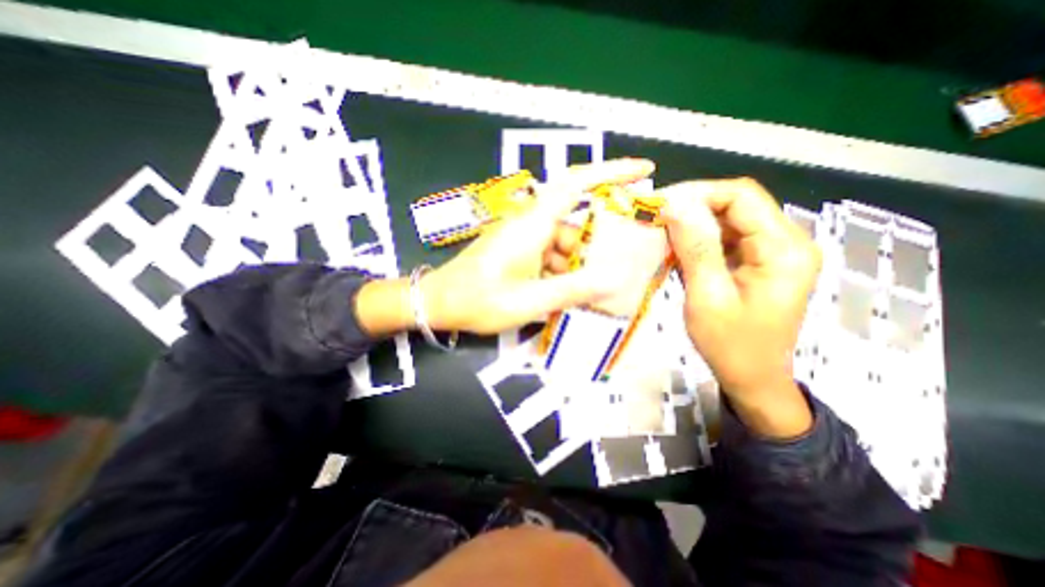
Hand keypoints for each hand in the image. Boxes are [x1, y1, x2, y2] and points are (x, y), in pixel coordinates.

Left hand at [420, 159, 649, 333]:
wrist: (439, 303)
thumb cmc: (479, 300)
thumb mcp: (530, 300)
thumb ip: (572, 289)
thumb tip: (614, 280)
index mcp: (533, 224)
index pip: (576, 185)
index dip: (611, 172)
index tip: (643, 171)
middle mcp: (530, 224)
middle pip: (574, 226)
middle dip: (593, 250)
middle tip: (611, 275)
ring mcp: (523, 238)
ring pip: (562, 246)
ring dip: (574, 268)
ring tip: (582, 296)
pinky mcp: (518, 250)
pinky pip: (549, 255)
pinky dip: (560, 273)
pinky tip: (561, 295)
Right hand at [659, 177, 823, 436]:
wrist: (752, 378)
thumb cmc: (731, 345)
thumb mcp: (708, 297)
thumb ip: (696, 248)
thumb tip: (675, 205)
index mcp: (784, 249)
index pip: (741, 196)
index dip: (698, 193)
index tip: (659, 205)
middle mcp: (785, 242)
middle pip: (736, 204)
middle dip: (692, 206)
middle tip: (654, 219)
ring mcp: (771, 252)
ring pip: (727, 219)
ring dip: (692, 223)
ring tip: (659, 234)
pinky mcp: (757, 262)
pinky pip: (725, 238)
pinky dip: (697, 239)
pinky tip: (675, 249)